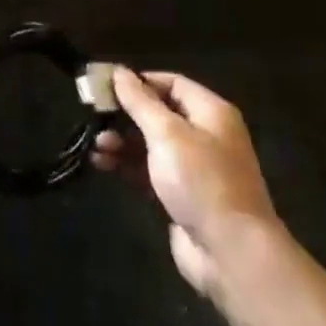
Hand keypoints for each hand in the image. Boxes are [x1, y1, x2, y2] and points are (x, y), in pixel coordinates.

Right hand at [92, 67, 278, 299]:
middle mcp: (205, 135)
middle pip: (159, 113)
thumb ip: (140, 101)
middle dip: (125, 114)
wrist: (231, 253)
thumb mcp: (167, 134)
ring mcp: (194, 168)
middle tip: (93, 115)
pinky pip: (149, 170)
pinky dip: (127, 165)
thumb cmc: (201, 181)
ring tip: (96, 146)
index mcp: (211, 112)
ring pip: (150, 143)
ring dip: (121, 141)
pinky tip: (102, 164)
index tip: (106, 86)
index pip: (172, 83)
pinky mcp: (182, 195)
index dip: (139, 81)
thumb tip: (119, 71)